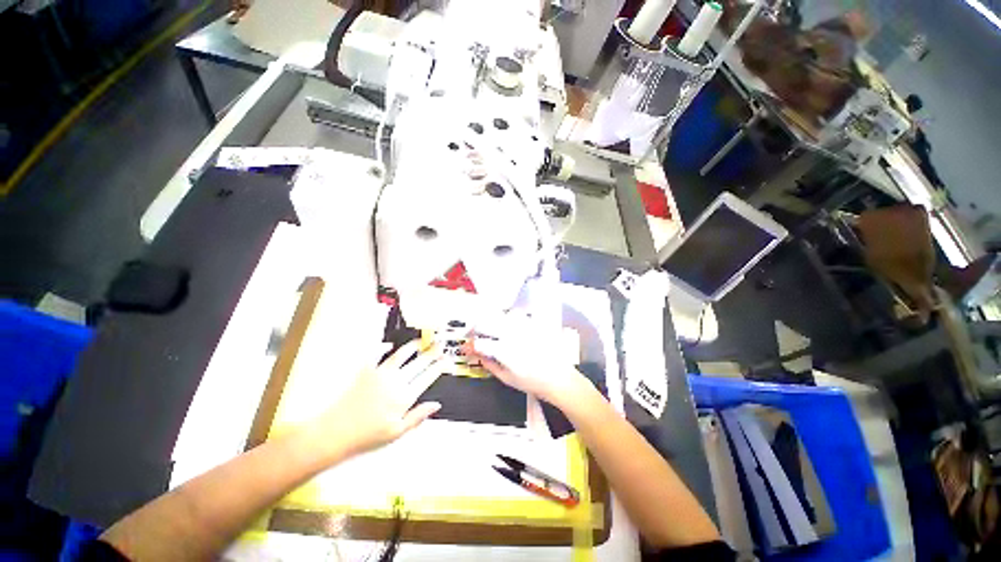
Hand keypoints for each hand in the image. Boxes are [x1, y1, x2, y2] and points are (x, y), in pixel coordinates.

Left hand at [307, 341, 444, 458]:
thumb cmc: (367, 436)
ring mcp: (380, 374)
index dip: (439, 366)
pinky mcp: (365, 372)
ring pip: (401, 355)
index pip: (428, 376)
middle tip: (439, 345)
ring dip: (412, 346)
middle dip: (432, 352)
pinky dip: (382, 348)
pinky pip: (375, 354)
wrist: (335, 432)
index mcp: (405, 396)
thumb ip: (418, 416)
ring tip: (420, 341)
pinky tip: (389, 345)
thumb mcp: (397, 432)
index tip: (446, 360)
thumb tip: (436, 405)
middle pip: (419, 363)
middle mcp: (395, 381)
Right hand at [462, 313, 585, 406]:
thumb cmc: (534, 382)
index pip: (479, 342)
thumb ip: (490, 364)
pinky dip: (507, 319)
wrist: (558, 378)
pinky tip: (507, 327)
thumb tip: (479, 355)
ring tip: (490, 331)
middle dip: (475, 329)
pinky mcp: (532, 325)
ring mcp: (523, 327)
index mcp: (504, 350)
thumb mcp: (507, 378)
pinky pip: (515, 316)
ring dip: (491, 321)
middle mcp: (513, 334)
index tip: (466, 348)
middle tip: (474, 336)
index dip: (469, 345)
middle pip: (486, 322)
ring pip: (500, 315)